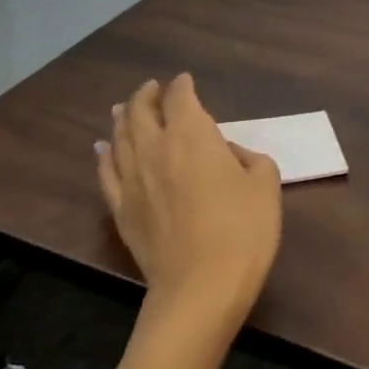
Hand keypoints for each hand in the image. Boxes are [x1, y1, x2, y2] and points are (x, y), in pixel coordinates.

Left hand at [96, 74, 282, 328]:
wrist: (200, 287)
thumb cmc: (242, 231)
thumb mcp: (266, 186)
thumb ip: (250, 159)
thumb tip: (229, 155)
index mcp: (193, 135)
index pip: (181, 98)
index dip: (182, 86)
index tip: (185, 81)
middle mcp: (156, 148)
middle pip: (141, 111)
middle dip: (146, 96)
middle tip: (151, 89)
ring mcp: (132, 179)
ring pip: (119, 137)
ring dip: (122, 118)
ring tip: (122, 109)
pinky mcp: (121, 209)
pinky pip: (106, 172)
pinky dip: (104, 155)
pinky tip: (102, 149)